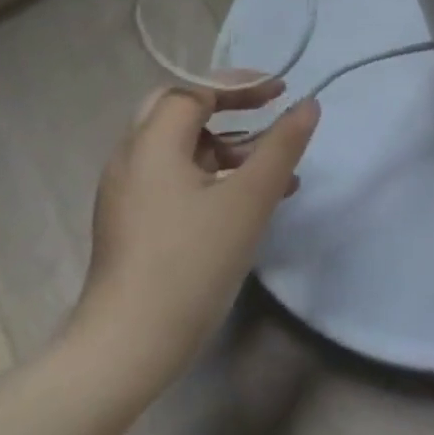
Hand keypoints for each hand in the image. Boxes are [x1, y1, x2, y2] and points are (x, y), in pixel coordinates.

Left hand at [69, 81, 319, 393]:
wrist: (125, 350)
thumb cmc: (191, 263)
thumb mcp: (251, 198)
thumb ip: (283, 145)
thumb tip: (308, 104)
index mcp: (152, 143)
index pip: (195, 89)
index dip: (240, 84)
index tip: (281, 90)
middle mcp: (131, 159)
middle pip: (178, 109)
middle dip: (227, 106)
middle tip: (265, 110)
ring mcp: (127, 193)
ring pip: (179, 146)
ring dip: (225, 143)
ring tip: (271, 164)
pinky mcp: (131, 222)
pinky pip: (174, 176)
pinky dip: (211, 172)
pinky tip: (247, 199)